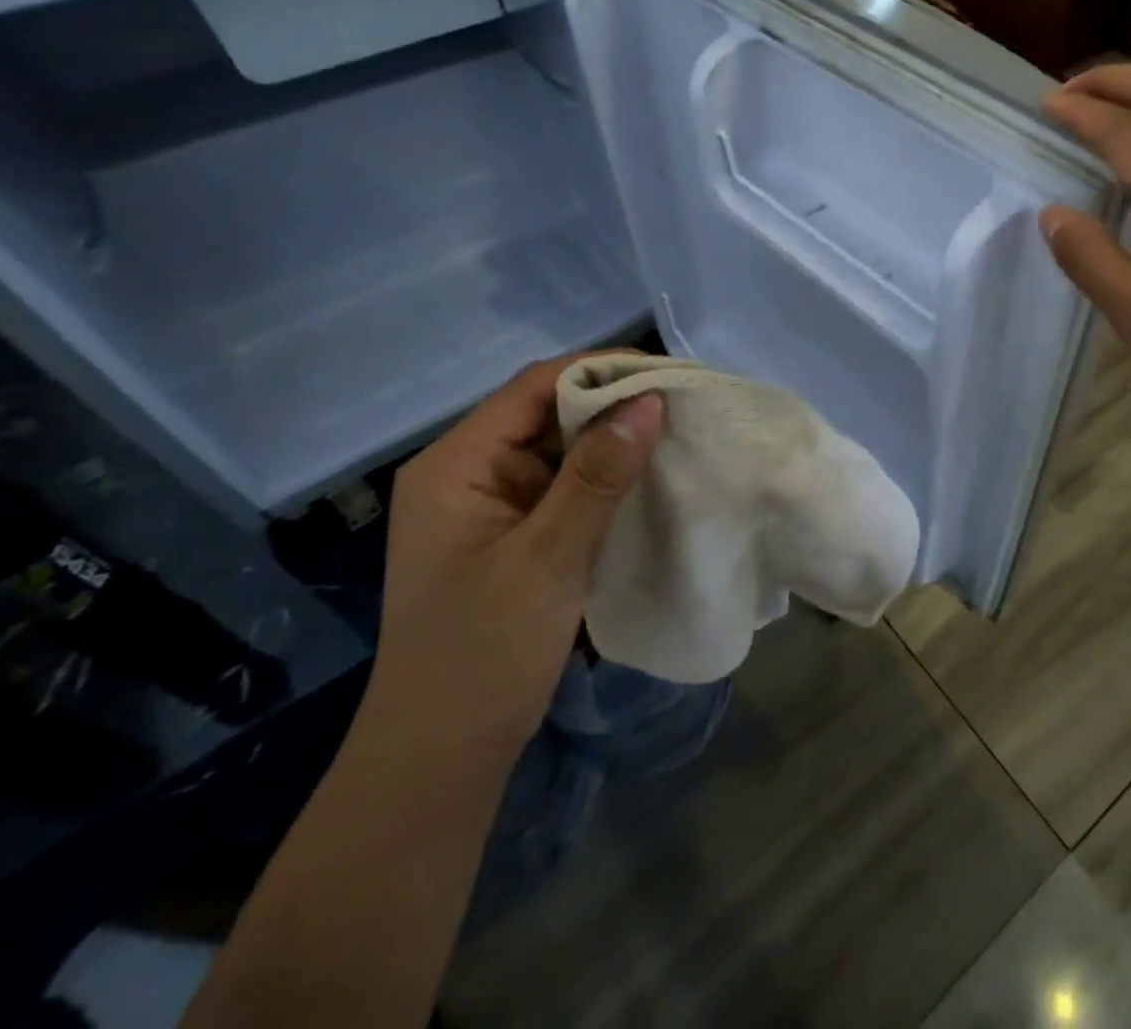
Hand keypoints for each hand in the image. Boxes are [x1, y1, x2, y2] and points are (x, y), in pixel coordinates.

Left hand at [370, 356, 662, 763]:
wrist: (443, 759)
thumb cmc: (483, 654)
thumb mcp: (546, 559)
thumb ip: (597, 476)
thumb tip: (650, 400)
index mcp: (456, 465)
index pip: (535, 388)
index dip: (602, 371)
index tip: (670, 375)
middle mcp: (471, 472)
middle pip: (550, 413)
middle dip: (616, 405)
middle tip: (687, 404)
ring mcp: (494, 505)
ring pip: (564, 450)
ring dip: (617, 443)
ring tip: (682, 433)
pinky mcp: (518, 534)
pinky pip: (568, 487)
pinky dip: (609, 479)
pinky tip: (653, 478)